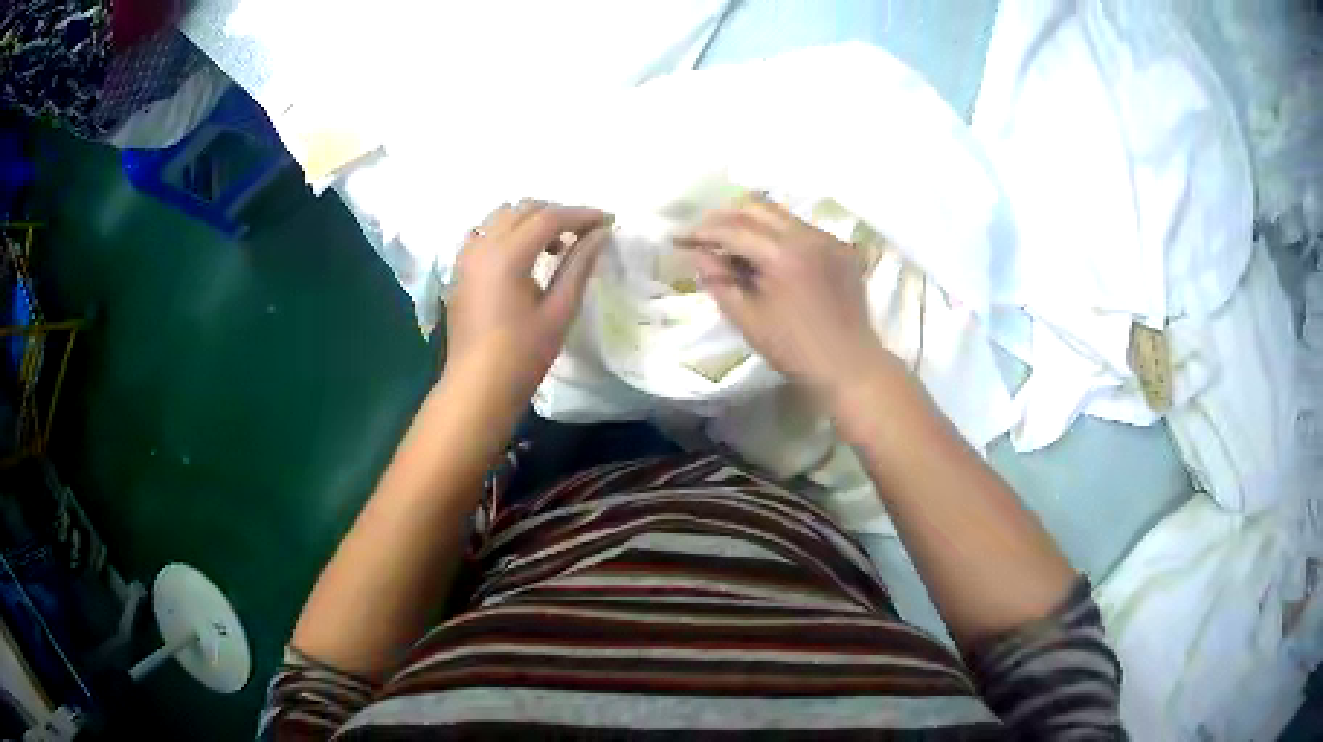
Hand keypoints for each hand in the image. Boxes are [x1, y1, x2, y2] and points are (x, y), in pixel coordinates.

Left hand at [444, 201, 610, 415]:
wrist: (477, 387)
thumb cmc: (523, 355)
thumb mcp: (559, 310)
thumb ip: (579, 265)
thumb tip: (600, 234)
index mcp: (508, 254)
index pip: (549, 217)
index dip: (582, 214)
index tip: (608, 221)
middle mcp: (483, 245)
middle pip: (524, 209)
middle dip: (558, 214)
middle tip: (585, 234)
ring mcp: (467, 255)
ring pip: (502, 216)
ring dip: (531, 220)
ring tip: (554, 246)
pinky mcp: (460, 269)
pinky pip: (484, 233)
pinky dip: (506, 232)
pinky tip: (521, 256)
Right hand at [676, 201, 894, 403]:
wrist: (851, 366)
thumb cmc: (796, 350)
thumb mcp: (749, 320)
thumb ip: (720, 282)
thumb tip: (700, 256)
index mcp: (784, 253)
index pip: (734, 229)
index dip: (702, 232)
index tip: (678, 239)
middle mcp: (808, 235)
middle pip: (757, 208)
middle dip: (725, 216)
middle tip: (702, 232)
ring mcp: (828, 239)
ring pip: (781, 214)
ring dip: (751, 221)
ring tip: (730, 240)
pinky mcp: (840, 249)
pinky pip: (801, 229)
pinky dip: (777, 233)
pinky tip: (766, 252)